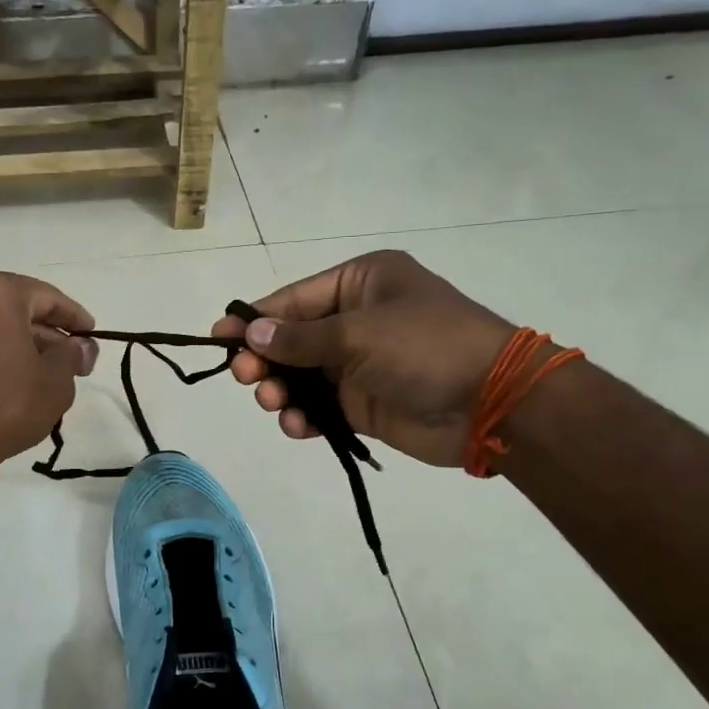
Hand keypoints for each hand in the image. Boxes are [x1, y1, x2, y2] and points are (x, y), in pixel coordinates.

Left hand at [0, 269, 97, 483]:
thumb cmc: (4, 404)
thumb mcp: (56, 381)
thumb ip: (73, 356)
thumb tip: (81, 348)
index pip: (47, 297)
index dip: (75, 318)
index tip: (92, 335)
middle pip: (16, 311)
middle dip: (48, 336)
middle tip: (74, 362)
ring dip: (20, 347)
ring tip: (45, 377)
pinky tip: (10, 385)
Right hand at [211, 251, 516, 467]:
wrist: (490, 404)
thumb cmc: (425, 347)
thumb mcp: (359, 333)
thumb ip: (300, 338)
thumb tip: (250, 334)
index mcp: (361, 283)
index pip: (294, 299)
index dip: (255, 319)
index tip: (218, 336)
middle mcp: (357, 319)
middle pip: (292, 338)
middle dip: (266, 358)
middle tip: (245, 377)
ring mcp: (359, 363)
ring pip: (301, 376)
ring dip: (281, 390)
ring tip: (274, 403)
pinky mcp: (363, 403)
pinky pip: (319, 407)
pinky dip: (304, 416)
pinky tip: (297, 425)